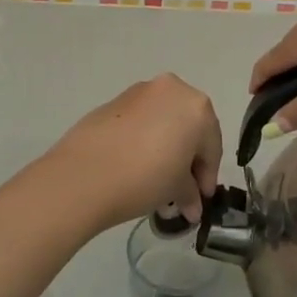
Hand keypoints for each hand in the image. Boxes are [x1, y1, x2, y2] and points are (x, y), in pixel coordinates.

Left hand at [39, 75, 223, 230]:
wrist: (84, 174)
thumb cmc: (145, 178)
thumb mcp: (176, 189)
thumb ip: (190, 193)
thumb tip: (193, 206)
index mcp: (197, 107)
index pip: (212, 146)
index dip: (208, 176)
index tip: (203, 199)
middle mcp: (172, 90)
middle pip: (189, 128)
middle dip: (188, 159)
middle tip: (183, 190)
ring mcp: (140, 92)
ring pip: (164, 122)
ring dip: (166, 148)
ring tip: (157, 181)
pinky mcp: (113, 101)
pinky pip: (141, 121)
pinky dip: (145, 140)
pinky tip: (136, 165)